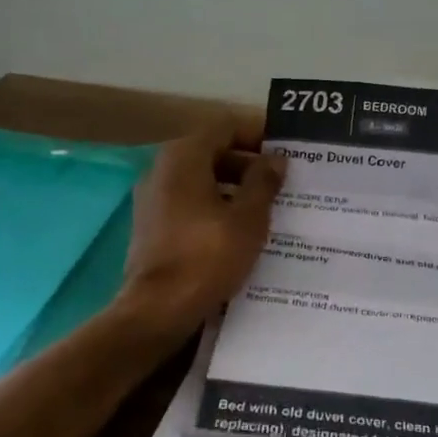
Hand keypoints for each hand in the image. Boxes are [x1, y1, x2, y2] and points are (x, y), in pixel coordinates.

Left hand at [120, 123, 284, 335]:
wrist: (158, 309)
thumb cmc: (207, 256)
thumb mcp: (248, 218)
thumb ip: (263, 182)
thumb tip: (275, 159)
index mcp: (184, 157)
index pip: (225, 127)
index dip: (257, 134)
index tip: (285, 151)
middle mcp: (162, 169)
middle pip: (212, 152)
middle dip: (248, 164)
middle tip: (282, 182)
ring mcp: (153, 198)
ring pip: (201, 180)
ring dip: (233, 188)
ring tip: (268, 208)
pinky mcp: (152, 226)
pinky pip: (189, 203)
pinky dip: (215, 207)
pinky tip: (240, 231)